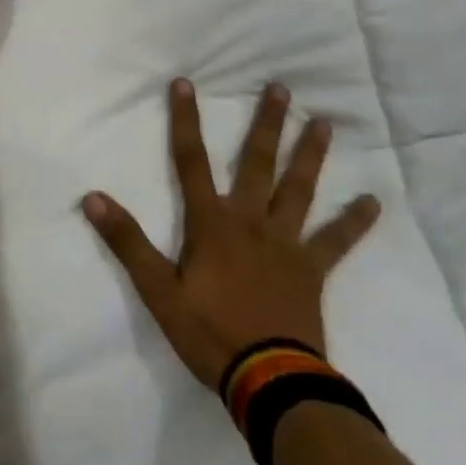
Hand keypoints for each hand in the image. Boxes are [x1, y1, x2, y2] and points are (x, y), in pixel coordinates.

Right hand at [83, 80, 380, 387]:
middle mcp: (250, 220)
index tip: (185, 83)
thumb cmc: (209, 333)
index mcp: (211, 223)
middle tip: (281, 88)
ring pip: (298, 190)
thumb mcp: (158, 291)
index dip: (185, 121)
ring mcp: (286, 243)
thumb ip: (127, 242)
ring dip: (309, 155)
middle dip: (266, 123)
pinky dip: (353, 221)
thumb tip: (92, 198)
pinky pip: (336, 241)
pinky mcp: (311, 270)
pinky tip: (373, 201)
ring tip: (323, 123)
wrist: (270, 381)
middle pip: (257, 163)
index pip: (191, 161)